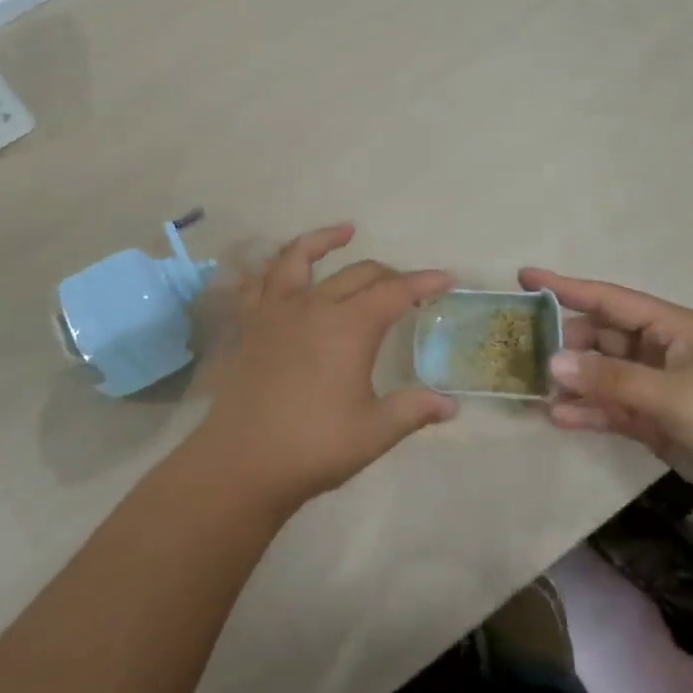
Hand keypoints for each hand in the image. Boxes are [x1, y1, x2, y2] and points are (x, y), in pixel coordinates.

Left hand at [191, 225, 456, 513]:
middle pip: (358, 274)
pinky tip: (281, 268)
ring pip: (300, 258)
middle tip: (408, 287)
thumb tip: (450, 406)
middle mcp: (314, 307)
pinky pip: (260, 283)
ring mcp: (276, 312)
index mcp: (349, 327)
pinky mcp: (250, 325)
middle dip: (389, 274)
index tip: (446, 280)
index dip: (423, 284)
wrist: (242, 461)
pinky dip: (274, 267)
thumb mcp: (374, 432)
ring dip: (324, 240)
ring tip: (345, 231)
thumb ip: (413, 410)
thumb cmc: (314, 446)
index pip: (395, 293)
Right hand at [518, 268, 692, 518]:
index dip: (565, 287)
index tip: (524, 277)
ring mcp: (656, 387)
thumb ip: (609, 379)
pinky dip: (587, 412)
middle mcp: (658, 351)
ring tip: (531, 388)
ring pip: (601, 375)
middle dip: (562, 342)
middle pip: (598, 336)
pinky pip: (611, 409)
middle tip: (520, 349)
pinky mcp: (656, 422)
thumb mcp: (672, 393)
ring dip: (571, 381)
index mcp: (668, 327)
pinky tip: (559, 418)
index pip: (607, 299)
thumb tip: (551, 364)